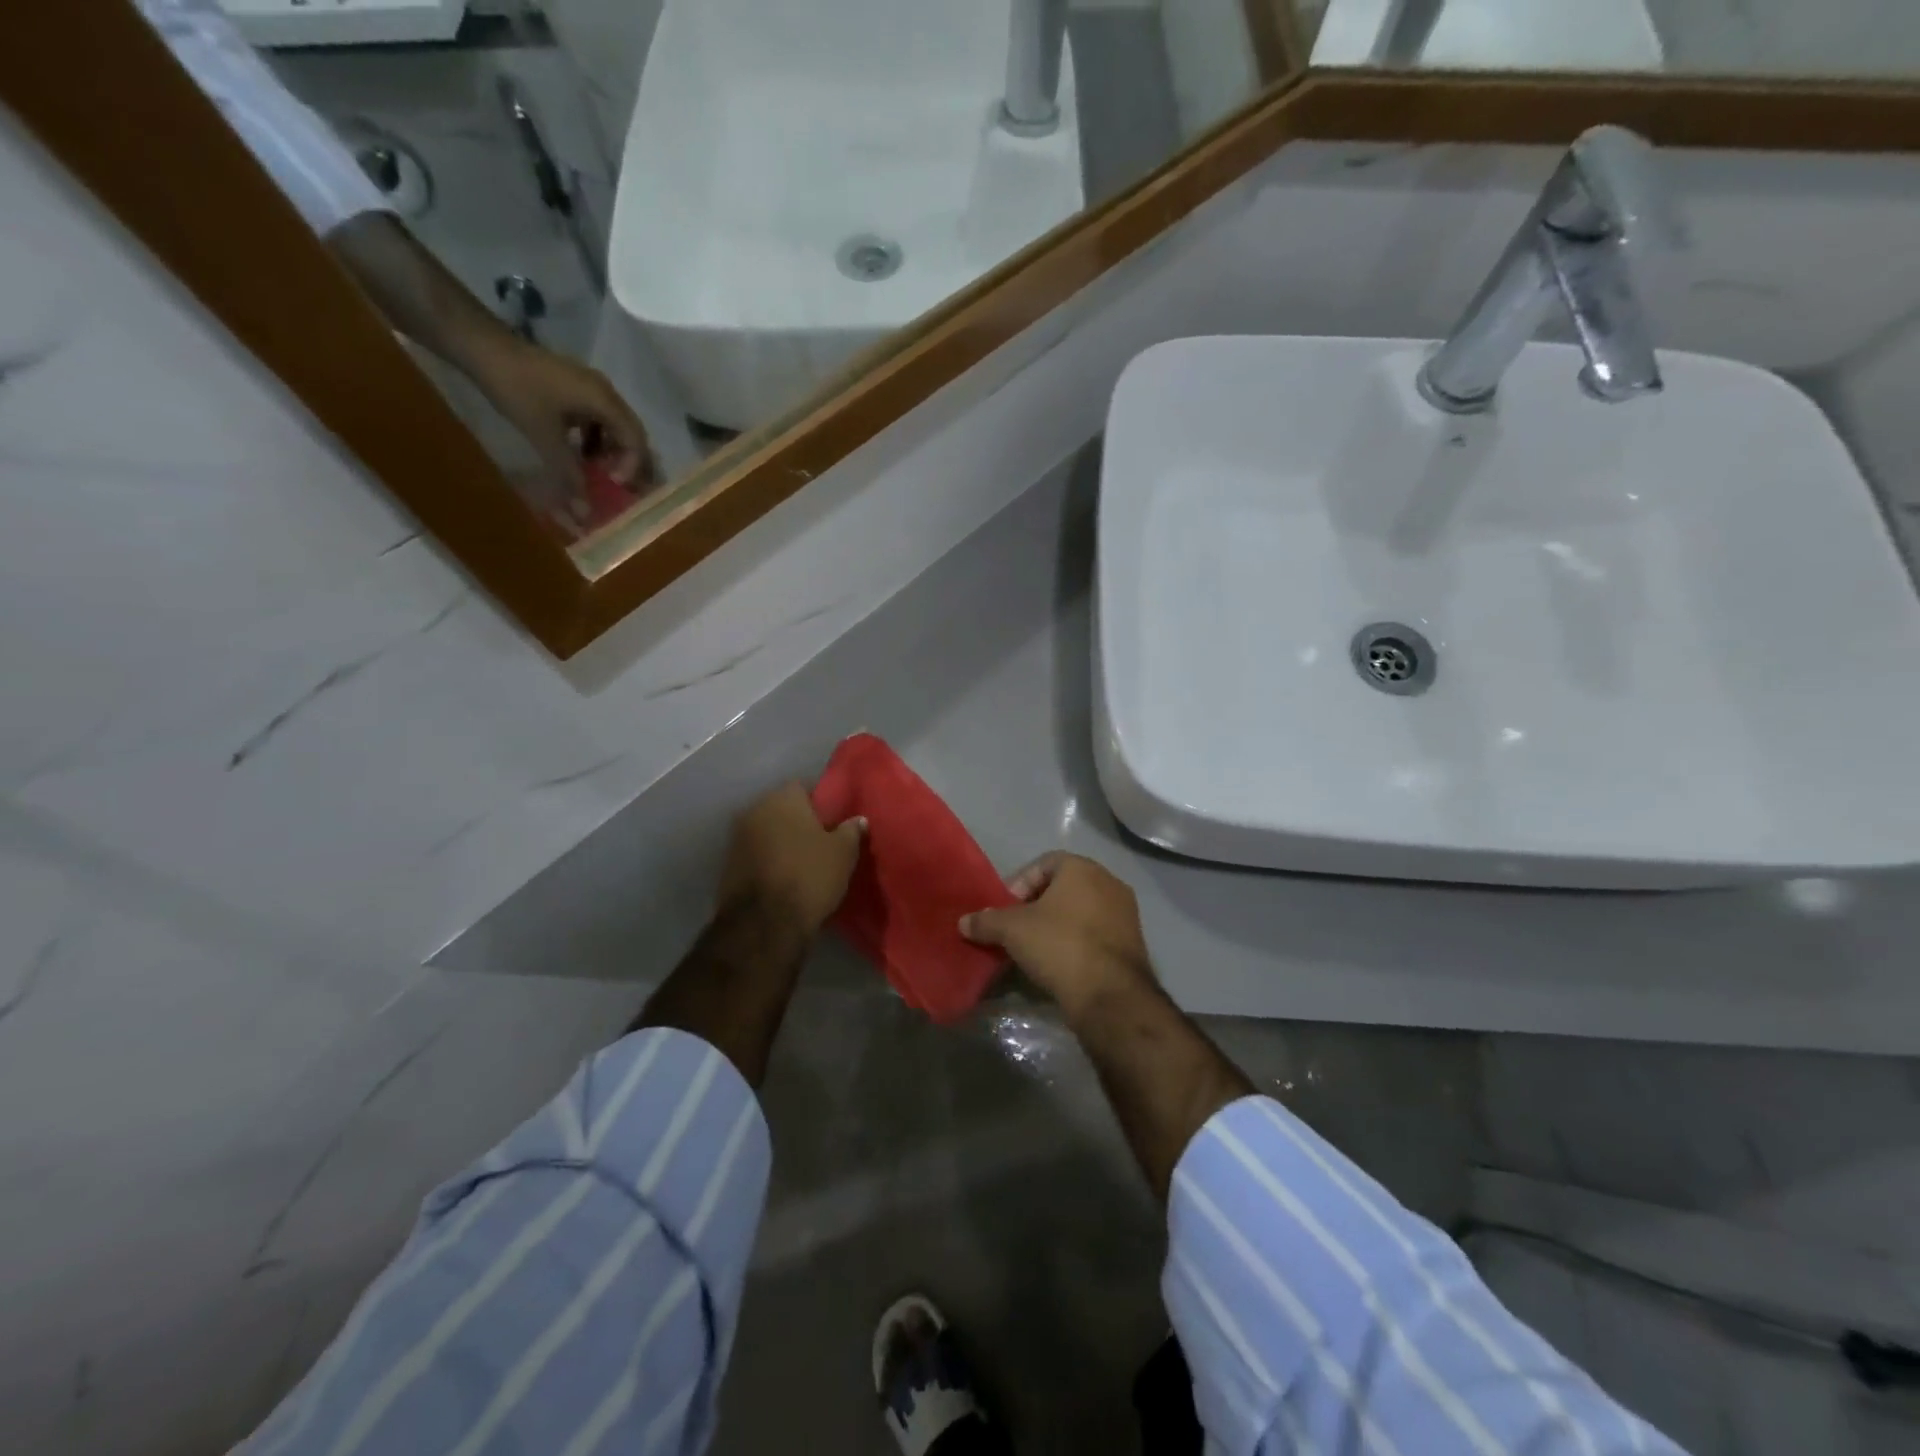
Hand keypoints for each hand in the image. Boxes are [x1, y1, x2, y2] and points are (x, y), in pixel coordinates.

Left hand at [475, 340, 654, 531]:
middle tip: (618, 486)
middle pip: (631, 432)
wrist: (482, 347)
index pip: (635, 439)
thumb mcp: (544, 435)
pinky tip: (581, 453)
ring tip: (599, 473)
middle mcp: (605, 392)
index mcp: (604, 400)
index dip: (632, 466)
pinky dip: (596, 440)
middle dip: (628, 461)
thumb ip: (568, 472)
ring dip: (612, 452)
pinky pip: (597, 418)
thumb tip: (584, 512)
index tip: (614, 485)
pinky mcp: (575, 387)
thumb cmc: (517, 389)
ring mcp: (590, 387)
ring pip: (615, 426)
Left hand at [718, 783, 864, 936]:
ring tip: (802, 862)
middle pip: (782, 809)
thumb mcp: (843, 853)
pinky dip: (768, 861)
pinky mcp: (727, 865)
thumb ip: (851, 830)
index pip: (804, 787)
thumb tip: (857, 819)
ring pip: (767, 832)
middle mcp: (754, 809)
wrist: (764, 924)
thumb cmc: (809, 876)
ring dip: (781, 842)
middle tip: (820, 841)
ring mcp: (736, 838)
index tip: (834, 821)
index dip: (821, 803)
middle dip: (798, 822)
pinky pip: (755, 854)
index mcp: (782, 798)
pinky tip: (783, 877)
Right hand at [960, 853, 1156, 1022]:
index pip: (1043, 864)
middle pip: (1062, 887)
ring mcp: (1125, 913)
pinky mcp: (1133, 943)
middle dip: (1036, 906)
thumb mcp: (1012, 931)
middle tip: (1016, 930)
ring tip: (1035, 950)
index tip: (1005, 910)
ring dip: (1057, 926)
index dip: (1019, 884)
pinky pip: (1096, 934)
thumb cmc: (1059, 945)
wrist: (1110, 995)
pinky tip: (1060, 965)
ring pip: (1080, 912)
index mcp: (1082, 868)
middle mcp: (1109, 882)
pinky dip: (1076, 943)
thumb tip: (963, 922)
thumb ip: (986, 921)